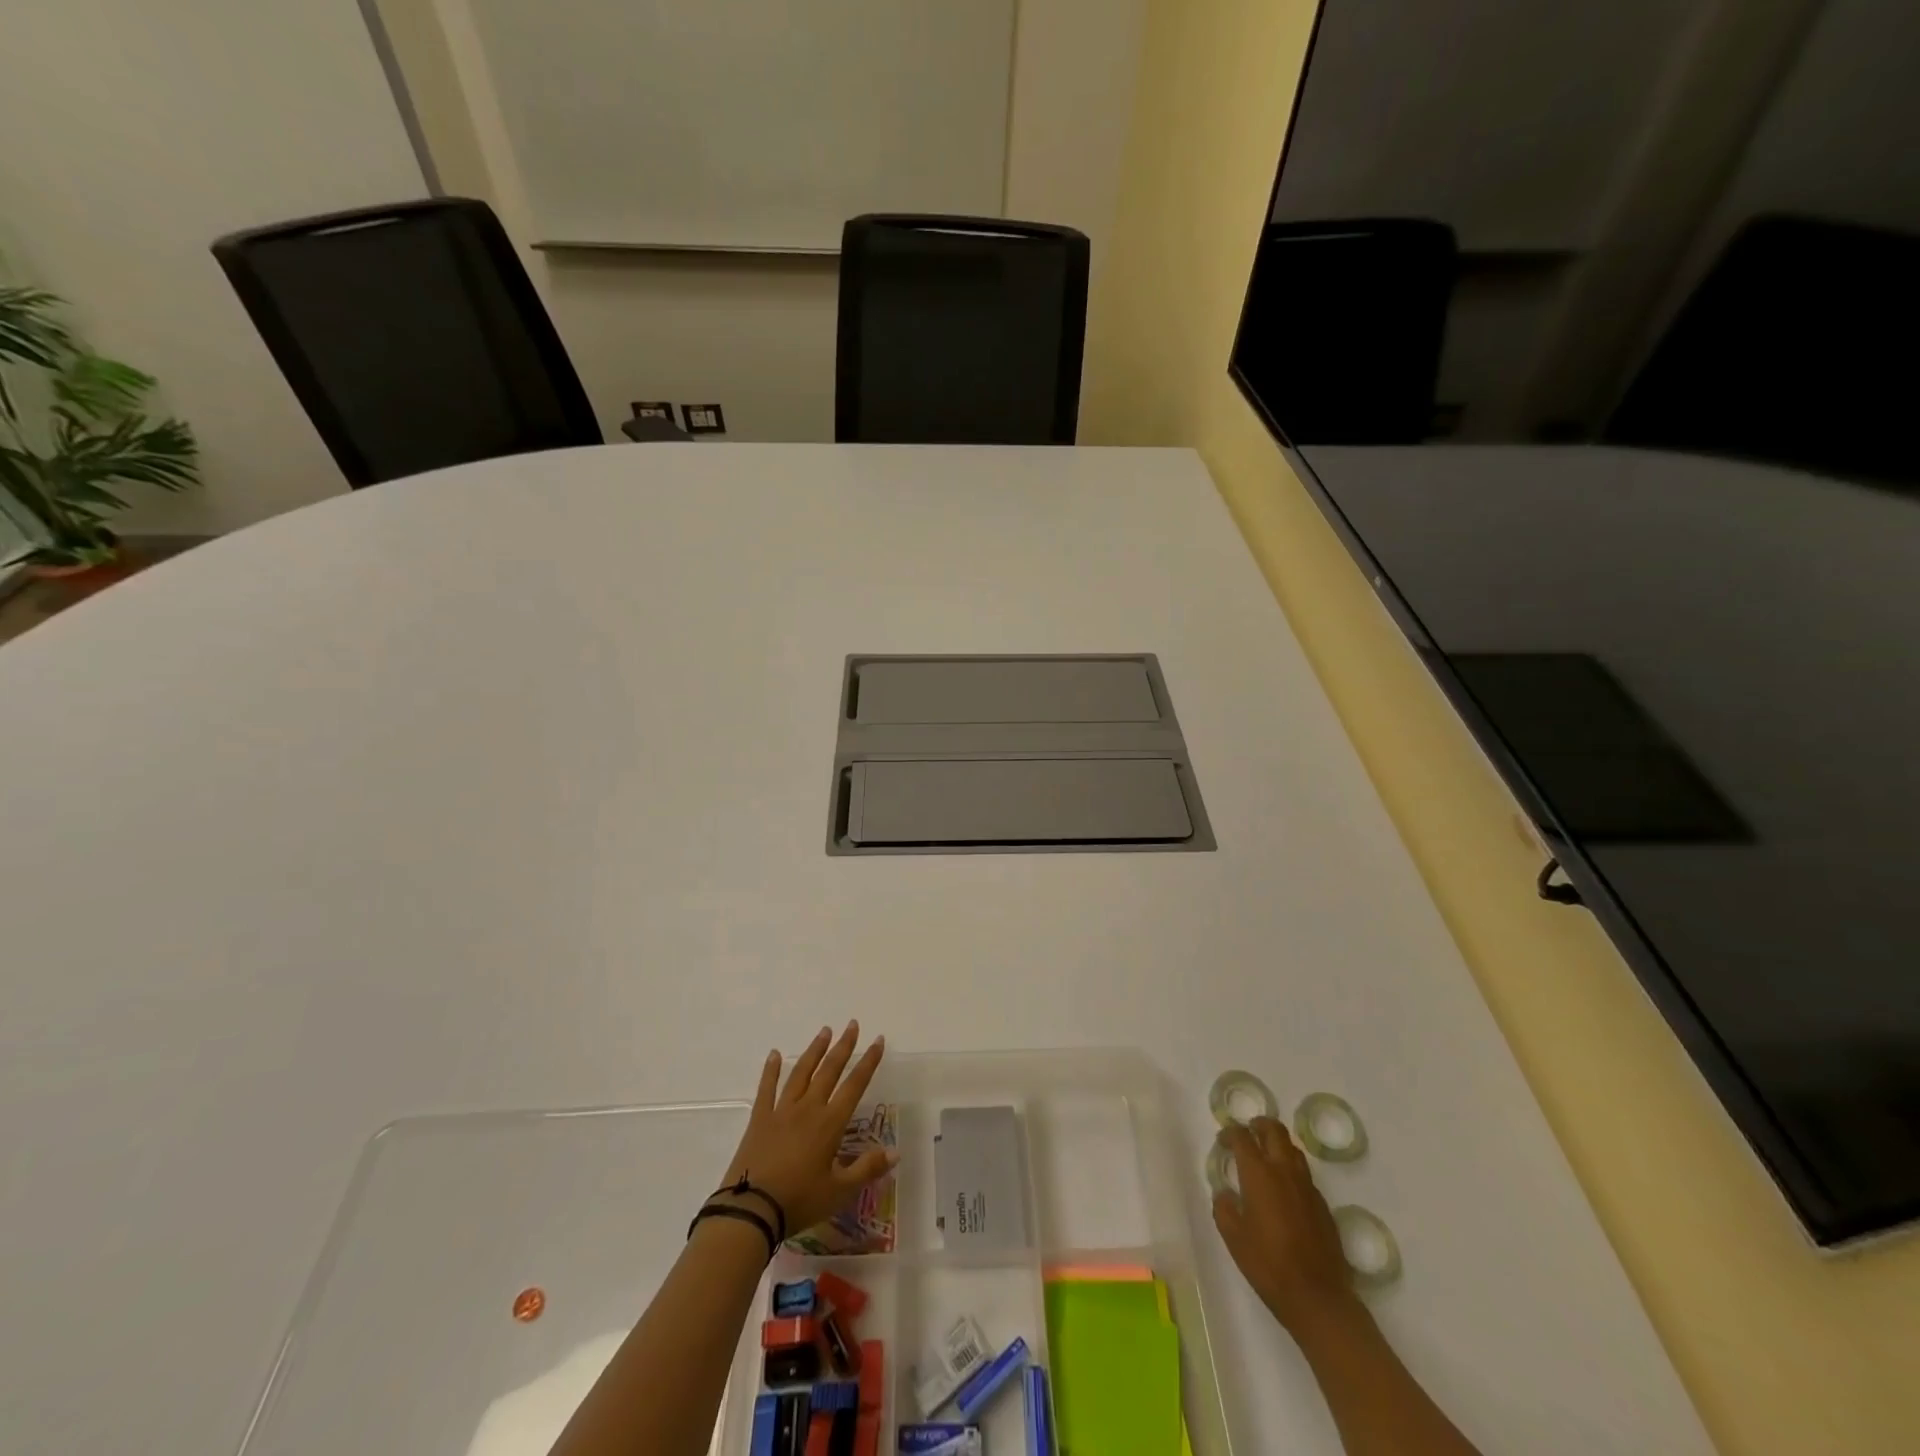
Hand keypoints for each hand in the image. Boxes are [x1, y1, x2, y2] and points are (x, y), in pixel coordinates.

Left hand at [712, 1022, 894, 1238]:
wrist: (751, 1210)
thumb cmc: (799, 1201)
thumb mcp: (839, 1191)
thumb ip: (867, 1169)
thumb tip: (895, 1152)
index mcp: (830, 1123)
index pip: (855, 1085)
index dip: (868, 1062)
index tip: (878, 1040)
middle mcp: (808, 1109)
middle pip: (829, 1071)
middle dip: (843, 1046)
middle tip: (852, 1024)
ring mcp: (781, 1111)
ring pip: (801, 1073)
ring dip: (814, 1051)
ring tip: (824, 1031)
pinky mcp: (759, 1119)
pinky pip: (766, 1088)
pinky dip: (771, 1070)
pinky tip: (775, 1054)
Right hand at [1212, 1116, 1358, 1337]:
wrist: (1318, 1298)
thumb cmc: (1268, 1265)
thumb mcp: (1233, 1236)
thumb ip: (1224, 1207)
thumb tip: (1225, 1193)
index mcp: (1259, 1174)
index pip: (1242, 1137)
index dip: (1230, 1133)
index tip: (1223, 1141)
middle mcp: (1285, 1171)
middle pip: (1274, 1130)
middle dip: (1259, 1125)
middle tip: (1248, 1132)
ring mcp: (1308, 1187)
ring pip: (1293, 1150)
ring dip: (1278, 1145)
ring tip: (1266, 1158)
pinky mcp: (1323, 1206)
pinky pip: (1305, 1175)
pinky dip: (1291, 1171)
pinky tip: (1284, 1192)